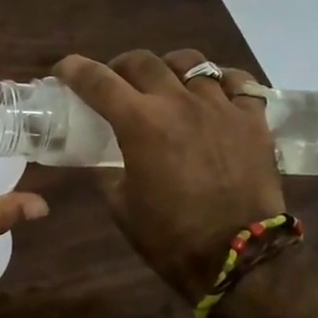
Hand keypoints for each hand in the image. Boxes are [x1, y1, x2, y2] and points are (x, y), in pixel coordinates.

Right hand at [56, 49, 283, 300]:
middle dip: (120, 66)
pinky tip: (214, 93)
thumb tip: (104, 160)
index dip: (74, 69)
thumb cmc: (169, 236)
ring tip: (166, 83)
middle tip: (115, 82)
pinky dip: (221, 81)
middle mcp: (178, 103)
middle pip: (142, 61)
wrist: (237, 255)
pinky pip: (238, 82)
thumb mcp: (121, 203)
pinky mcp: (253, 119)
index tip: (63, 69)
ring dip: (168, 68)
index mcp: (140, 123)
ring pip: (191, 62)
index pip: (97, 81)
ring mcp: (221, 107)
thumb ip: (109, 171)